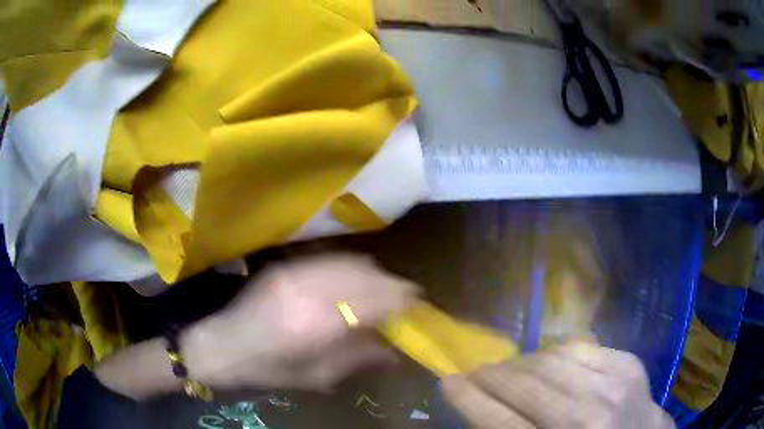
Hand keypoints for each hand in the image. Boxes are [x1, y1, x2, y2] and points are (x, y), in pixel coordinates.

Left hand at [182, 255, 419, 390]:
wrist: (223, 345)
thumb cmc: (269, 369)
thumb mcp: (318, 375)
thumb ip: (359, 358)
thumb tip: (395, 352)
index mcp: (317, 322)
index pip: (373, 300)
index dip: (400, 298)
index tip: (417, 302)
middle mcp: (309, 288)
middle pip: (365, 275)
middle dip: (391, 284)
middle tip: (405, 297)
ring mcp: (296, 270)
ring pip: (350, 261)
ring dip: (374, 273)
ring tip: (384, 287)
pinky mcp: (287, 264)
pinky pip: (330, 258)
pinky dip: (352, 266)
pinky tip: (356, 278)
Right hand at [443, 343, 674, 428]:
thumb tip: (482, 409)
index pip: (500, 421)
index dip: (469, 399)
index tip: (448, 381)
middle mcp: (588, 416)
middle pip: (525, 386)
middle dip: (490, 376)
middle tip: (473, 373)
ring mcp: (614, 384)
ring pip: (550, 361)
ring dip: (520, 363)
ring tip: (506, 367)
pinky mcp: (628, 364)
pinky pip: (580, 348)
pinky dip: (555, 353)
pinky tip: (545, 361)